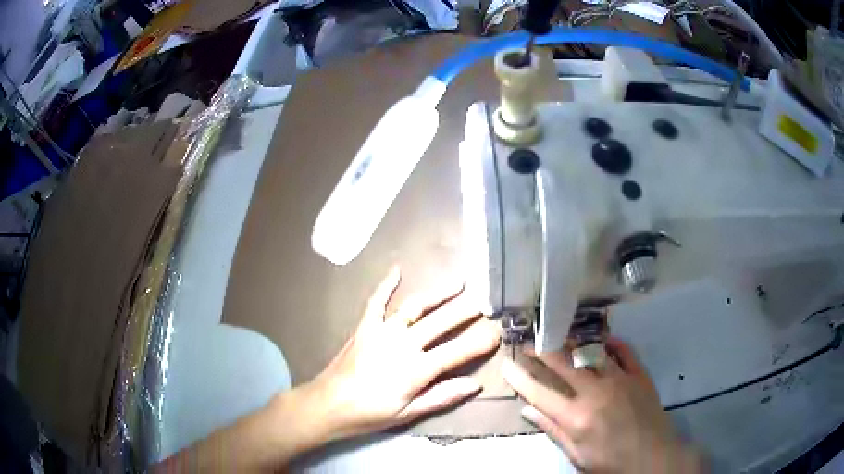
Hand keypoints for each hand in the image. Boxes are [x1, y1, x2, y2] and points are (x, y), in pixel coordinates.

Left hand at [300, 266, 500, 440]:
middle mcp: (403, 344)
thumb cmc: (369, 414)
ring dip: (438, 294)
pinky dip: (386, 284)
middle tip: (485, 302)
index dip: (479, 342)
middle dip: (466, 312)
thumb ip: (442, 397)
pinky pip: (377, 301)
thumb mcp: (408, 413)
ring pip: (416, 307)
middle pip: (441, 323)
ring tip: (459, 283)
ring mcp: (382, 331)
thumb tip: (474, 385)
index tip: (497, 333)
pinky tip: (397, 269)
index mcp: (416, 370)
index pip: (457, 352)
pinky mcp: (364, 326)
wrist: (328, 404)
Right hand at [503, 338, 703, 472]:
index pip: (540, 392)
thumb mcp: (577, 454)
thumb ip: (553, 430)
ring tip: (559, 337)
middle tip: (528, 342)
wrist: (653, 457)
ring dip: (573, 344)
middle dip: (542, 351)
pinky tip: (603, 340)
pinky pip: (624, 351)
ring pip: (592, 353)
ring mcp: (620, 380)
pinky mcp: (639, 375)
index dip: (520, 378)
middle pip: (564, 365)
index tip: (506, 365)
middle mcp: (596, 393)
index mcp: (577, 418)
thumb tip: (528, 411)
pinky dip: (612, 343)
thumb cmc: (610, 462)